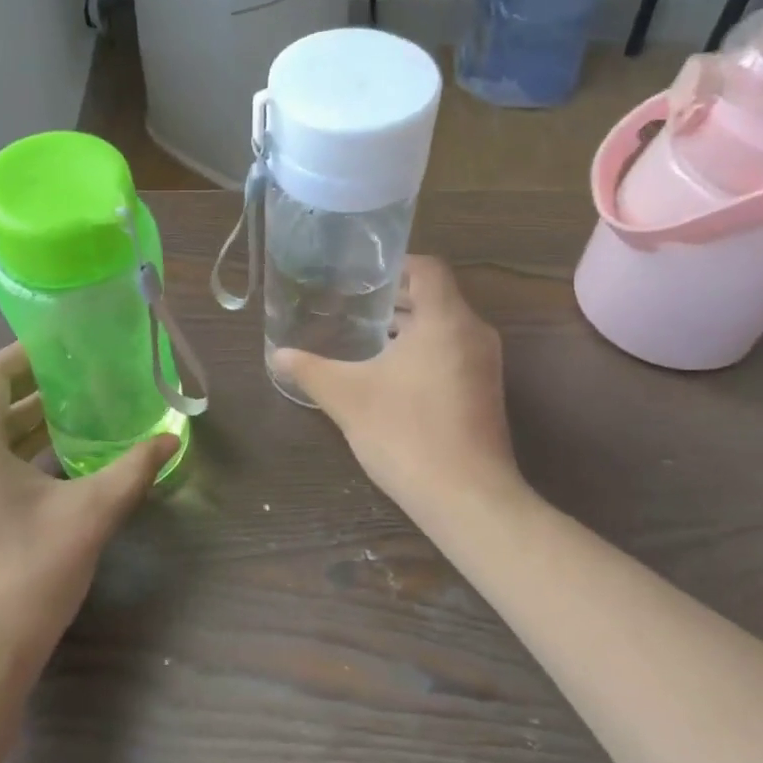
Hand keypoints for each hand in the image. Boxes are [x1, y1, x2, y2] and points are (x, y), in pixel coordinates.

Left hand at [0, 344, 177, 692]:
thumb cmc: (26, 576)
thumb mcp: (90, 516)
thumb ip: (133, 470)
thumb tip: (171, 440)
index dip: (25, 354)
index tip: (65, 346)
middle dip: (35, 391)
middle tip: (85, 382)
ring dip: (27, 425)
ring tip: (79, 419)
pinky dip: (14, 456)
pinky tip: (57, 469)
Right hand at [272, 256, 518, 515]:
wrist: (465, 498)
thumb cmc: (406, 434)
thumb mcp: (348, 398)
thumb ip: (311, 370)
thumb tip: (277, 355)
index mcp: (445, 320)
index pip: (428, 269)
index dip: (396, 265)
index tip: (363, 275)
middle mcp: (473, 334)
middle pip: (437, 297)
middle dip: (397, 299)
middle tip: (354, 304)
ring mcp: (485, 366)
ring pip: (446, 329)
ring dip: (410, 328)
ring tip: (367, 337)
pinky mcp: (485, 394)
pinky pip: (454, 354)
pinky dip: (425, 352)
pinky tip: (391, 376)